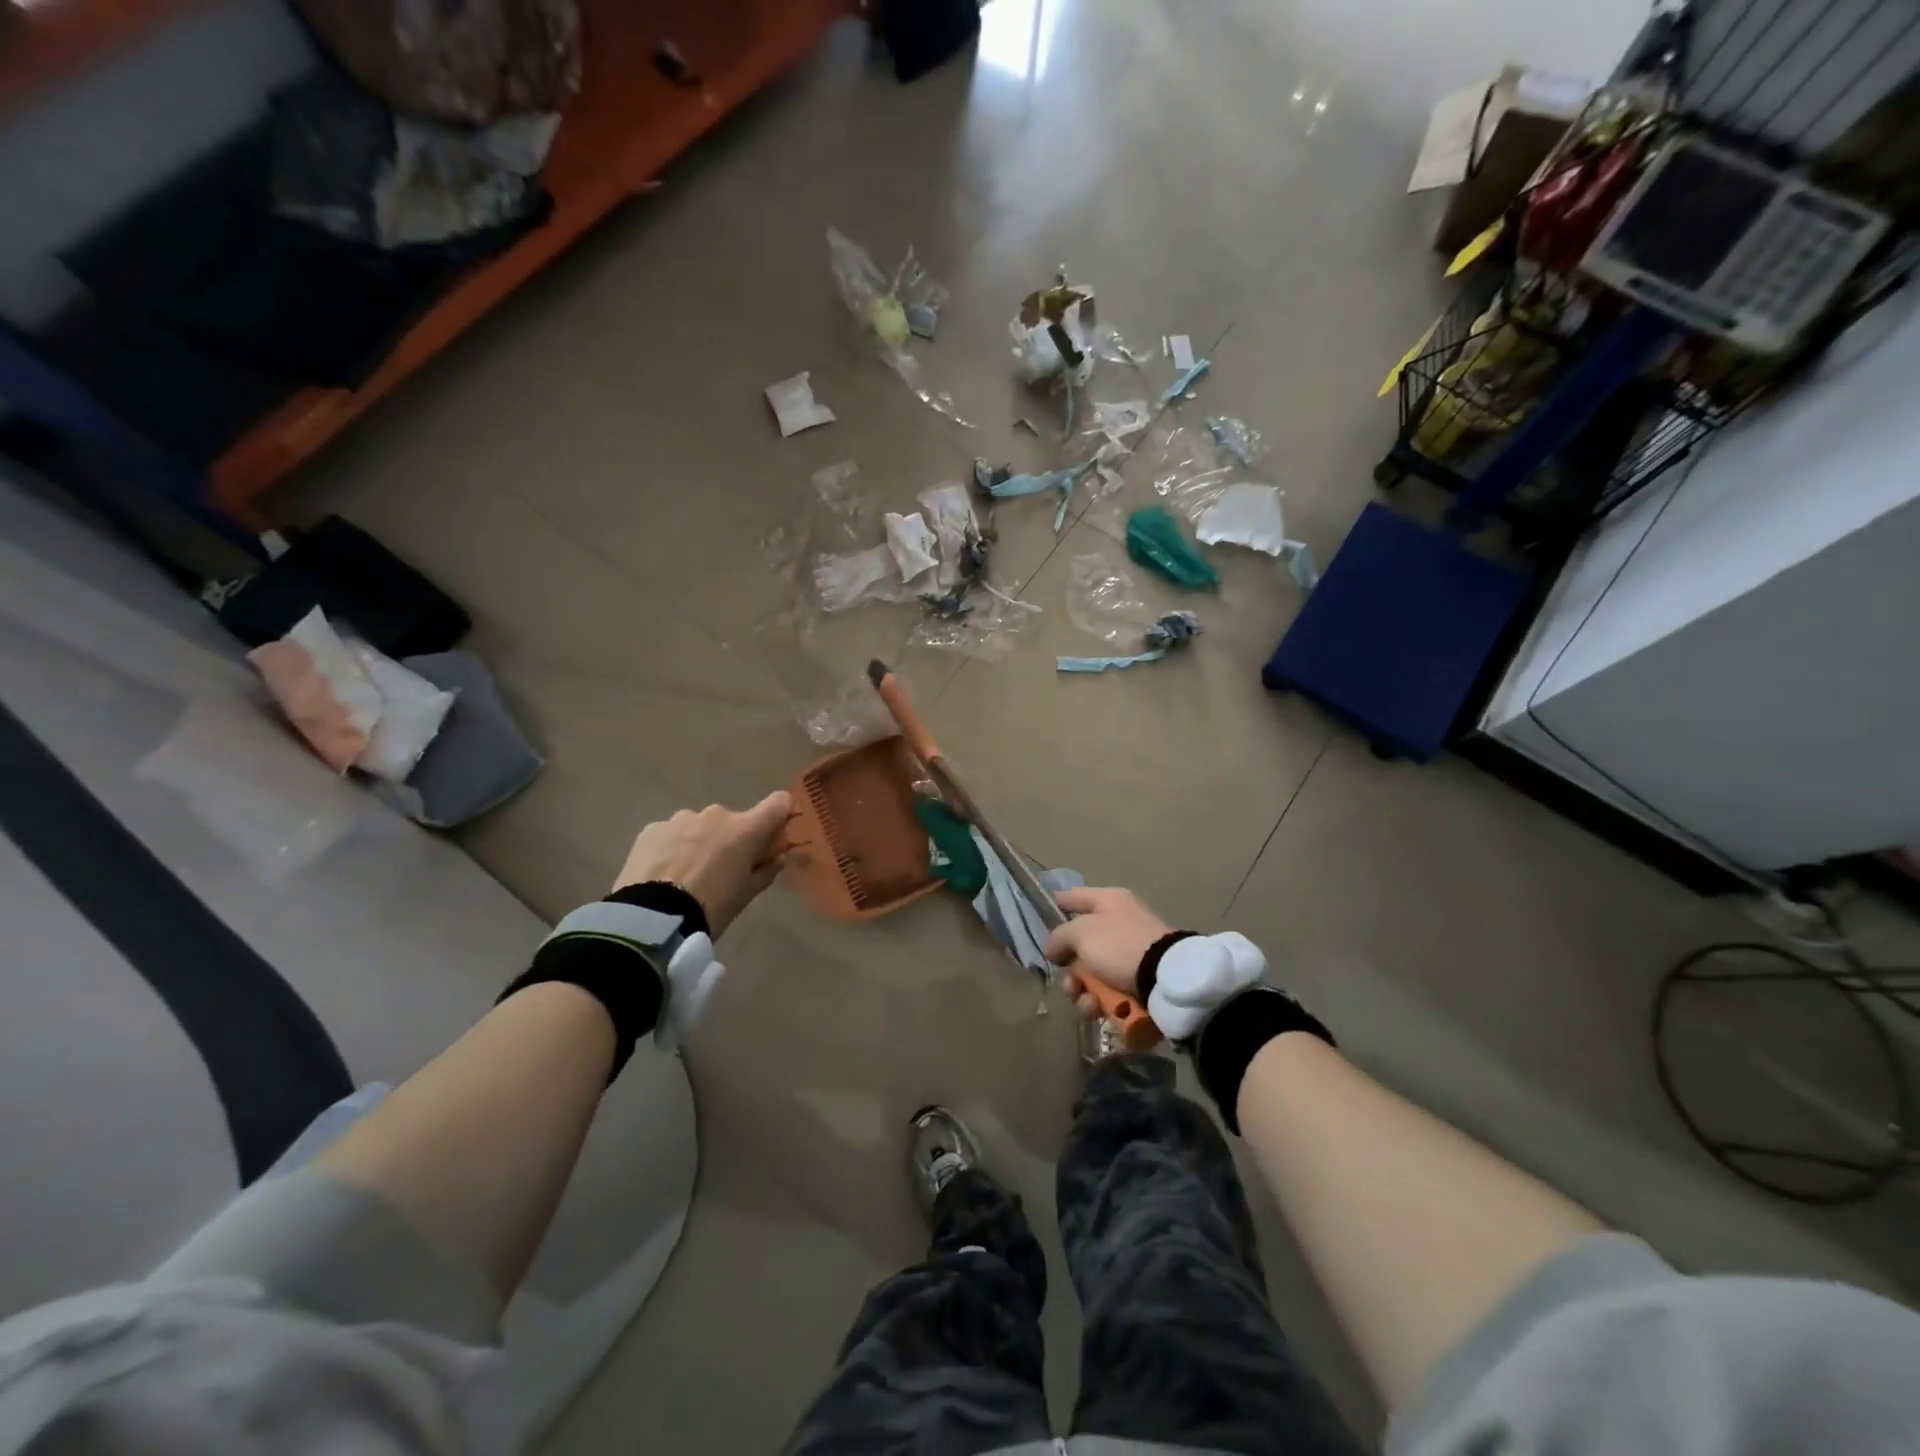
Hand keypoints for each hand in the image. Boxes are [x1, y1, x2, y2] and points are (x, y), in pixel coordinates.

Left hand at [613, 792, 792, 937]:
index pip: (778, 803)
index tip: (773, 832)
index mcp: (745, 829)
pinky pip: (671, 834)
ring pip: (699, 826)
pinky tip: (662, 873)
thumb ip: (767, 870)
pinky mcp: (652, 829)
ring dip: (699, 842)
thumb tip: (777, 857)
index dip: (780, 813)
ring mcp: (681, 819)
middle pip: (733, 820)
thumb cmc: (712, 906)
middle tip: (720, 869)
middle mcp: (716, 815)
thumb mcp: (747, 894)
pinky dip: (672, 848)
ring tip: (685, 874)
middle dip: (731, 839)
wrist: (654, 917)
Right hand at [1043, 886, 1172, 1020]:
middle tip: (1069, 982)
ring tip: (1087, 1002)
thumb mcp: (1081, 934)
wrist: (1167, 980)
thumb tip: (1053, 948)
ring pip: (1092, 973)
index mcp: (1109, 901)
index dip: (1055, 905)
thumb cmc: (1120, 946)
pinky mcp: (1137, 982)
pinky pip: (1108, 991)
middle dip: (1069, 969)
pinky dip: (1100, 1002)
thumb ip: (1059, 937)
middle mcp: (1119, 924)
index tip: (1037, 918)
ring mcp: (1129, 954)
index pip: (1074, 897)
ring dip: (1082, 991)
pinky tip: (1099, 1009)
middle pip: (1080, 945)